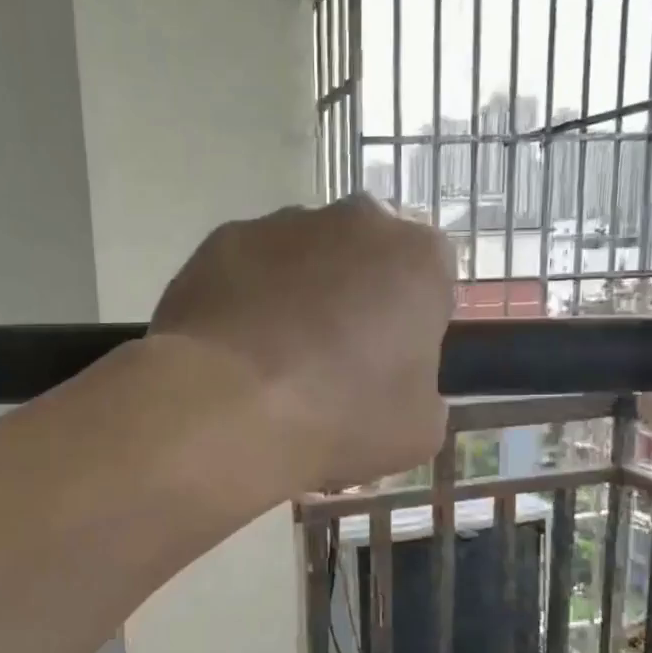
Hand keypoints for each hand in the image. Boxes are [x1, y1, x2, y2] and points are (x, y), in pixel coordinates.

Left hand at [150, 195, 456, 491]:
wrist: (228, 409)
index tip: (390, 363)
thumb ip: (422, 393)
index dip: (411, 323)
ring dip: (299, 294)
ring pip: (303, 257)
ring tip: (273, 360)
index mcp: (418, 258)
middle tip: (334, 359)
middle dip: (356, 296)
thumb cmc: (339, 417)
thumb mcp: (416, 431)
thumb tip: (399, 387)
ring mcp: (282, 224)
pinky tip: (232, 350)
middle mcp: (355, 221)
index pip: (429, 280)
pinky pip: (247, 269)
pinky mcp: (222, 239)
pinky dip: (246, 299)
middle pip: (365, 257)